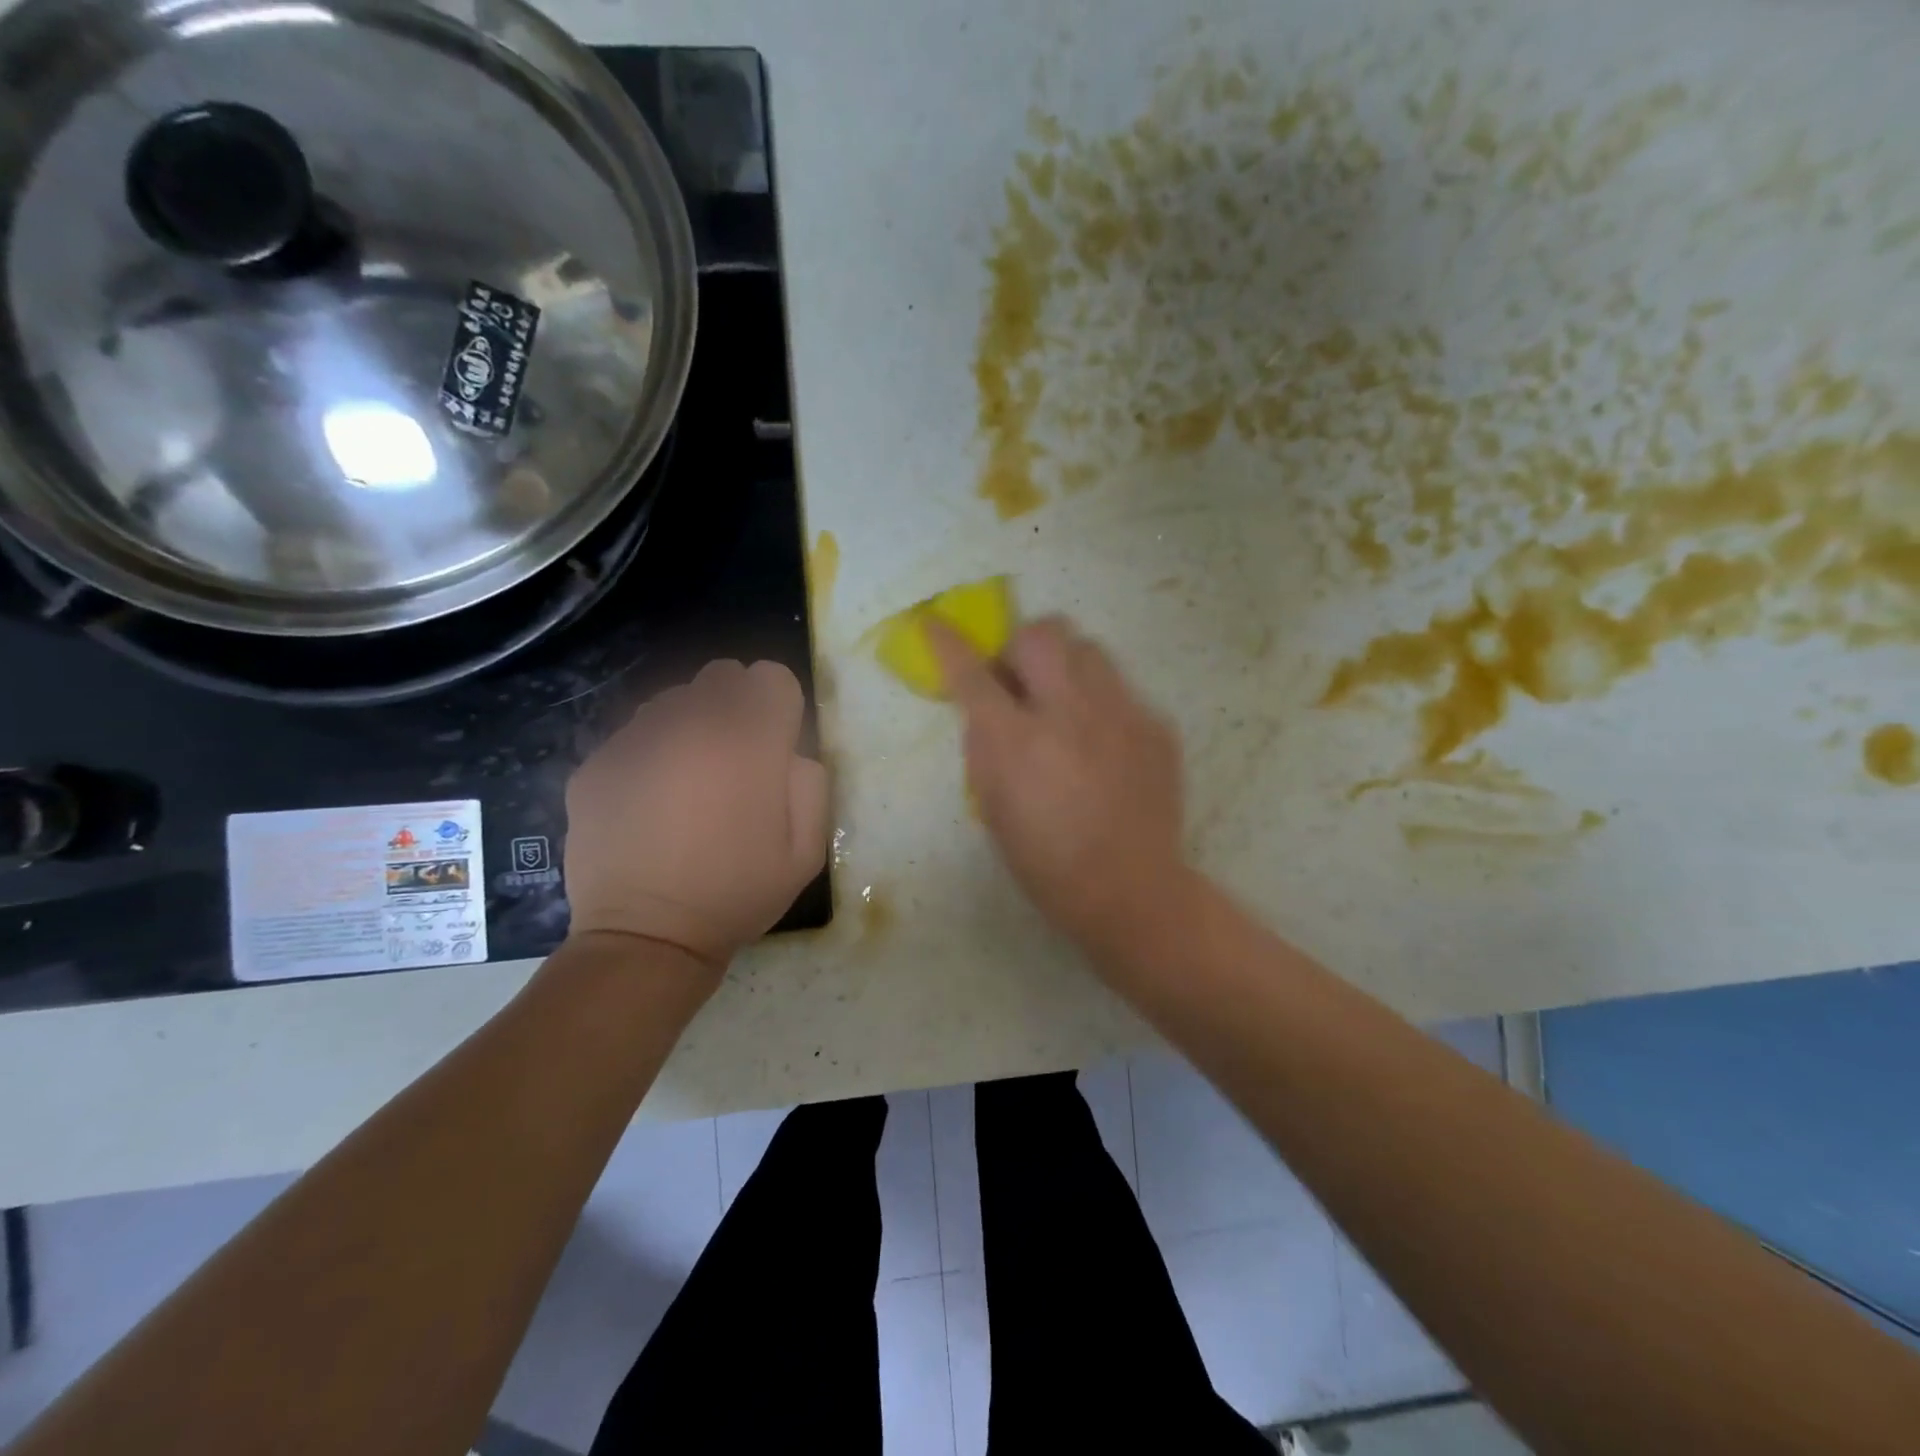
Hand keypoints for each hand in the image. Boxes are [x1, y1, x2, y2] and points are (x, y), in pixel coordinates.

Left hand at [563, 660, 828, 973]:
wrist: (646, 936)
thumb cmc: (737, 893)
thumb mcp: (809, 849)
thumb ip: (811, 781)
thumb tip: (788, 751)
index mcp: (748, 741)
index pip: (771, 675)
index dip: (780, 706)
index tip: (776, 743)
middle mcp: (690, 724)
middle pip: (722, 674)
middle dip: (737, 705)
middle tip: (735, 757)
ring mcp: (636, 739)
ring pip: (675, 699)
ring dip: (692, 724)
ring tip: (690, 778)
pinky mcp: (596, 762)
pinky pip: (634, 733)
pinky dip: (651, 753)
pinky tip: (650, 800)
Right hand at [928, 616, 1187, 948]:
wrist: (1130, 889)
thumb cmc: (1046, 861)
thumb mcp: (993, 807)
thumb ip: (985, 747)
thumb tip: (986, 709)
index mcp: (1017, 740)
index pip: (971, 672)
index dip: (946, 642)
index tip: (932, 622)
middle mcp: (1069, 712)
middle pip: (1042, 632)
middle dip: (1021, 645)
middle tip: (1021, 680)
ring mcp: (1120, 713)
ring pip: (1089, 648)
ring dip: (1066, 666)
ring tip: (1067, 704)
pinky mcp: (1155, 726)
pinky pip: (1121, 689)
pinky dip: (1102, 705)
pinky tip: (1105, 745)